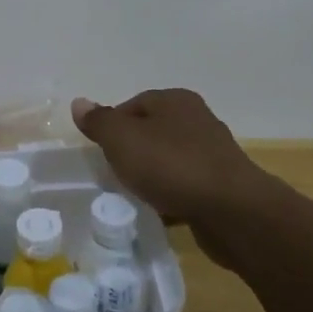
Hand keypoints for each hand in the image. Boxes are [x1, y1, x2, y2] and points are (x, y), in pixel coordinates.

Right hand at [72, 88, 262, 225]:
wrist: (232, 211)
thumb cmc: (171, 166)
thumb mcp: (122, 139)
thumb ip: (99, 121)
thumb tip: (79, 103)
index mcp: (175, 100)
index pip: (133, 105)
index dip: (112, 126)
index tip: (100, 152)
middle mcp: (197, 119)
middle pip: (151, 131)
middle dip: (132, 151)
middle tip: (114, 172)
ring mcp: (213, 152)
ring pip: (169, 159)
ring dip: (152, 174)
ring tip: (135, 194)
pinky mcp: (222, 184)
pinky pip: (186, 185)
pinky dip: (171, 194)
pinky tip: (161, 210)